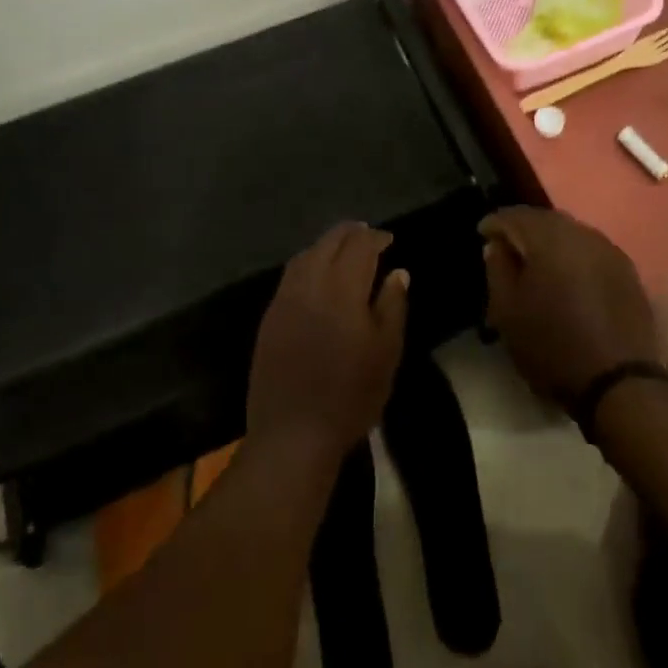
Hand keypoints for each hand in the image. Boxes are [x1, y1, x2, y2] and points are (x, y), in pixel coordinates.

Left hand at [247, 223, 408, 465]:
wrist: (293, 433)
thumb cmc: (351, 394)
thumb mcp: (386, 351)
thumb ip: (392, 305)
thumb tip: (397, 272)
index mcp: (342, 288)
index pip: (360, 246)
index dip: (376, 238)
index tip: (389, 240)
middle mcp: (310, 283)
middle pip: (329, 242)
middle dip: (350, 234)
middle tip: (367, 235)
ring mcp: (284, 299)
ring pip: (306, 255)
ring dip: (326, 245)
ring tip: (343, 249)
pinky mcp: (269, 317)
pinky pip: (291, 275)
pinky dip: (308, 263)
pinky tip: (317, 275)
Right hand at [480, 207, 660, 404]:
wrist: (620, 383)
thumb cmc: (553, 347)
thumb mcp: (508, 313)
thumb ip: (497, 270)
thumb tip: (497, 246)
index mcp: (549, 238)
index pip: (514, 215)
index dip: (494, 223)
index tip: (482, 235)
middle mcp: (581, 233)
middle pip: (544, 219)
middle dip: (523, 228)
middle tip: (507, 247)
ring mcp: (609, 249)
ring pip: (570, 232)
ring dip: (550, 241)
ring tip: (536, 262)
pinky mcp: (627, 270)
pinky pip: (590, 249)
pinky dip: (573, 255)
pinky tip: (567, 276)